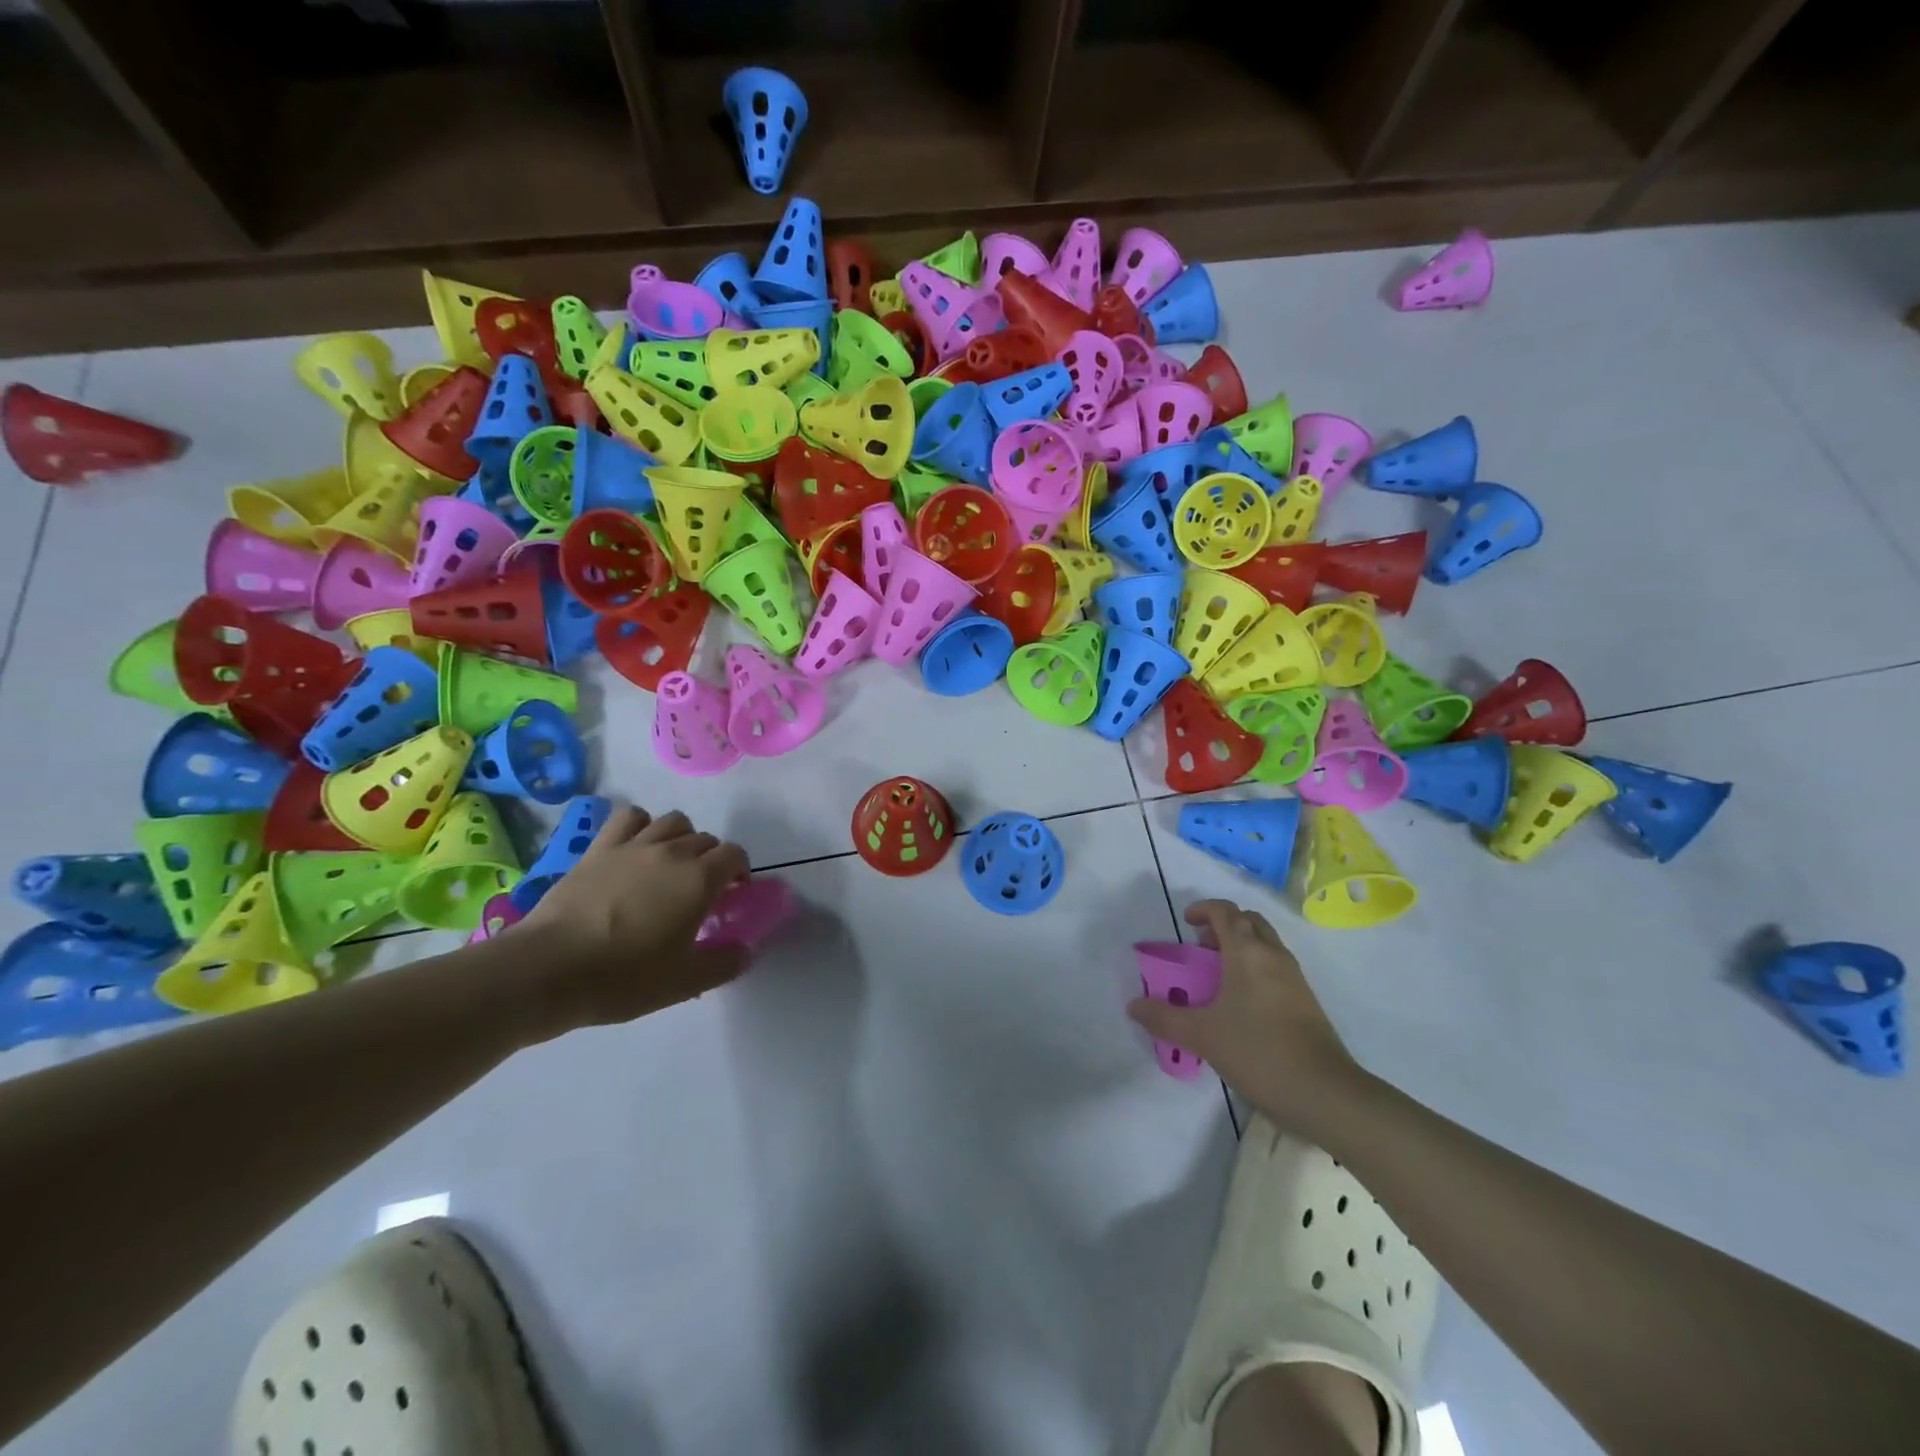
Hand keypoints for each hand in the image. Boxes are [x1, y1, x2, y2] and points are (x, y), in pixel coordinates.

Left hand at [516, 804, 751, 1035]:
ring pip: (672, 821)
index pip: (734, 855)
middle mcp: (672, 852)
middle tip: (700, 891)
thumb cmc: (623, 978)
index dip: (739, 871)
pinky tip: (636, 847)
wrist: (547, 970)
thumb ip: (725, 963)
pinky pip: (629, 817)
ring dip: (681, 838)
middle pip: (705, 838)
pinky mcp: (598, 848)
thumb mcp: (684, 982)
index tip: (731, 895)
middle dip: (711, 859)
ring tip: (671, 865)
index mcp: (700, 879)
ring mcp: (633, 845)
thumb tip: (746, 950)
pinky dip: (641, 825)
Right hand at [1128, 899, 1363, 1129]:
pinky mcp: (1306, 1003)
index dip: (1204, 909)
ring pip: (1266, 945)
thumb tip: (1134, 1006)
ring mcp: (1295, 979)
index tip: (1186, 924)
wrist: (1326, 1093)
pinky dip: (1255, 970)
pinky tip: (1240, 1005)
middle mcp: (1273, 956)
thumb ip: (1164, 1018)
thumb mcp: (1202, 1036)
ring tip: (1216, 978)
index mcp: (1247, 953)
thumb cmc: (1258, 1051)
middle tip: (1201, 948)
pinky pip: (1276, 969)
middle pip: (1249, 922)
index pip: (1226, 912)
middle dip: (1224, 926)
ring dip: (1241, 948)